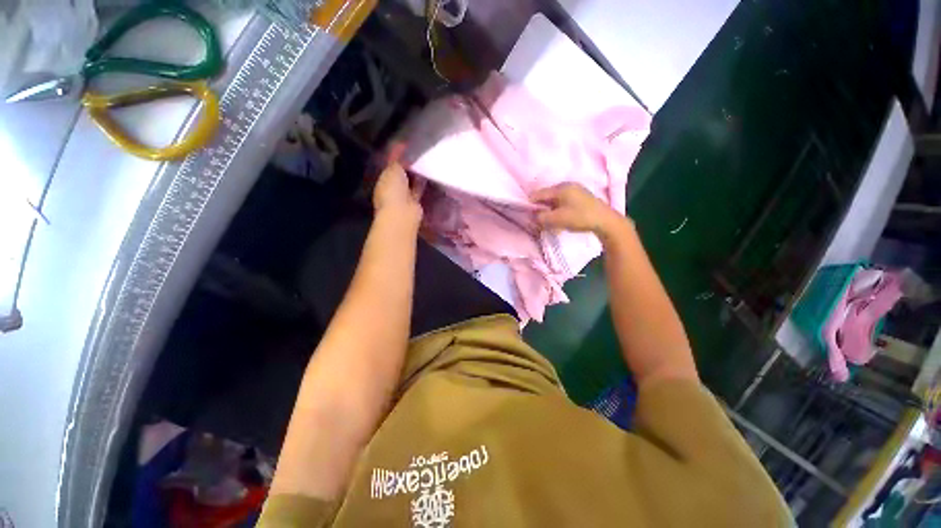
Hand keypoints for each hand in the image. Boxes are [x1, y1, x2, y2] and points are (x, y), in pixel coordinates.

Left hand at [373, 146, 422, 225]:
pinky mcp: (415, 203)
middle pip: (400, 175)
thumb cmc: (393, 191)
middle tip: (417, 153)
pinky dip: (422, 183)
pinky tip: (428, 173)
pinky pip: (418, 189)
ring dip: (416, 175)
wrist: (402, 213)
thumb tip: (399, 146)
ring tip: (425, 161)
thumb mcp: (393, 170)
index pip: (389, 167)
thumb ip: (397, 159)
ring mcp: (404, 198)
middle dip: (407, 167)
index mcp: (382, 181)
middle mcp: (392, 190)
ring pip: (410, 183)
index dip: (396, 158)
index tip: (405, 147)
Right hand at [530, 182, 624, 237]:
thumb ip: (541, 218)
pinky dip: (558, 209)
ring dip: (550, 210)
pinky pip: (563, 202)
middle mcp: (567, 185)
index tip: (527, 215)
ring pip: (555, 200)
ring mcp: (575, 190)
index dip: (530, 204)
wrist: (606, 221)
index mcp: (560, 188)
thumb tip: (534, 216)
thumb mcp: (557, 219)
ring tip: (549, 221)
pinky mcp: (581, 197)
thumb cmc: (580, 218)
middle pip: (547, 196)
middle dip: (541, 208)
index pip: (538, 194)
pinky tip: (560, 218)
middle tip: (538, 220)